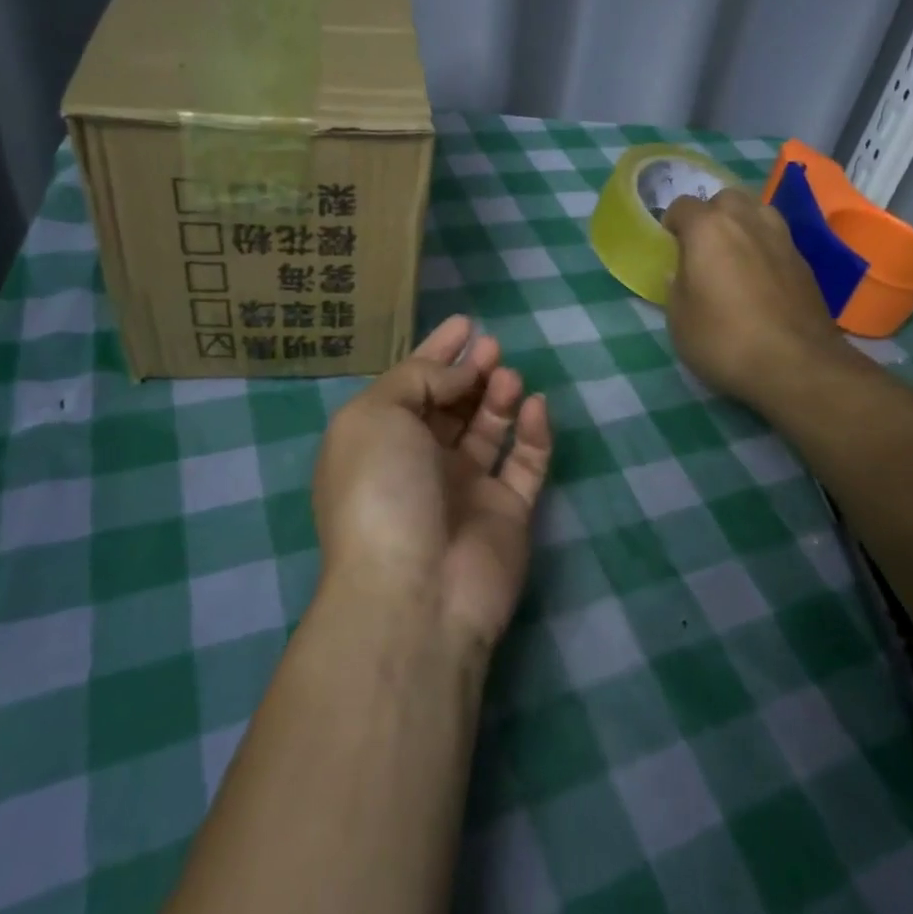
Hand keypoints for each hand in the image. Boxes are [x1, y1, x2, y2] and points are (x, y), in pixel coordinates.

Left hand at [312, 315, 552, 655]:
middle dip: (470, 371)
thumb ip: (418, 378)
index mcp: (379, 443)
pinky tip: (535, 406)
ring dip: (498, 396)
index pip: (410, 386)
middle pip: (450, 406)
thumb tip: (460, 372)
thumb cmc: (382, 490)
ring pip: (488, 431)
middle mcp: (420, 464)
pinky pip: (525, 463)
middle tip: (492, 346)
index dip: (435, 353)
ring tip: (507, 374)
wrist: (415, 590)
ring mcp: (465, 490)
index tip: (464, 323)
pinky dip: (533, 433)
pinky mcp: (507, 513)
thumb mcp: (377, 415)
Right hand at [662, 187, 852, 409]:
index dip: (672, 223)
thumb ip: (676, 287)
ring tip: (735, 254)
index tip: (670, 246)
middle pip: (725, 199)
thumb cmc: (724, 340)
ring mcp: (781, 238)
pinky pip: (777, 238)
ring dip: (742, 223)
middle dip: (711, 215)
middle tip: (703, 247)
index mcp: (708, 228)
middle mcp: (747, 221)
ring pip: (757, 211)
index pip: (683, 206)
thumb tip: (681, 271)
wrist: (796, 364)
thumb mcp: (679, 320)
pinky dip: (764, 247)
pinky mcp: (804, 261)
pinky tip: (761, 276)